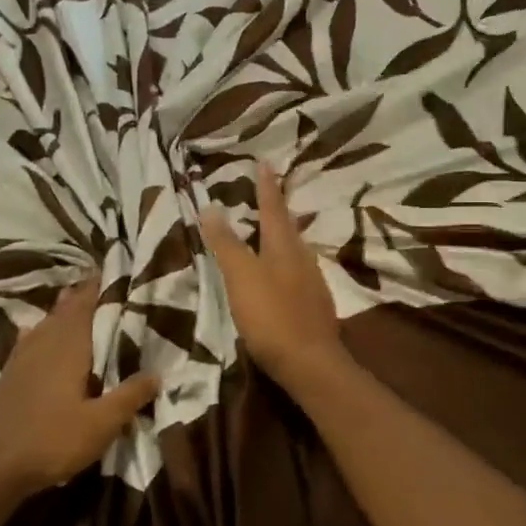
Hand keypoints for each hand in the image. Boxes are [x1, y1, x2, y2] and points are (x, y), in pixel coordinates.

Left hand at [0, 275, 159, 497]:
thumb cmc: (52, 441)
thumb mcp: (102, 424)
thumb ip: (130, 395)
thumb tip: (158, 373)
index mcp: (67, 349)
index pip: (84, 307)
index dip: (96, 289)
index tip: (109, 271)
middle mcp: (42, 346)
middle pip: (63, 312)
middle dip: (79, 296)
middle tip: (97, 283)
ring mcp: (20, 361)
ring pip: (43, 325)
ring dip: (58, 311)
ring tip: (70, 299)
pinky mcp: (7, 378)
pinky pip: (26, 342)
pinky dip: (36, 331)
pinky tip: (32, 332)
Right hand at [199, 161, 347, 390]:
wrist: (310, 362)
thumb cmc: (271, 316)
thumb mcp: (241, 277)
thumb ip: (226, 244)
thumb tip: (211, 207)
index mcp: (283, 247)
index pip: (273, 208)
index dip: (266, 186)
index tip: (264, 163)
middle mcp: (302, 257)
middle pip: (289, 226)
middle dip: (278, 207)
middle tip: (270, 191)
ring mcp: (312, 282)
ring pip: (297, 248)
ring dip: (285, 234)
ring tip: (274, 227)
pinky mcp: (315, 304)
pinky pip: (299, 270)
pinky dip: (288, 261)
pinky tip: (284, 271)